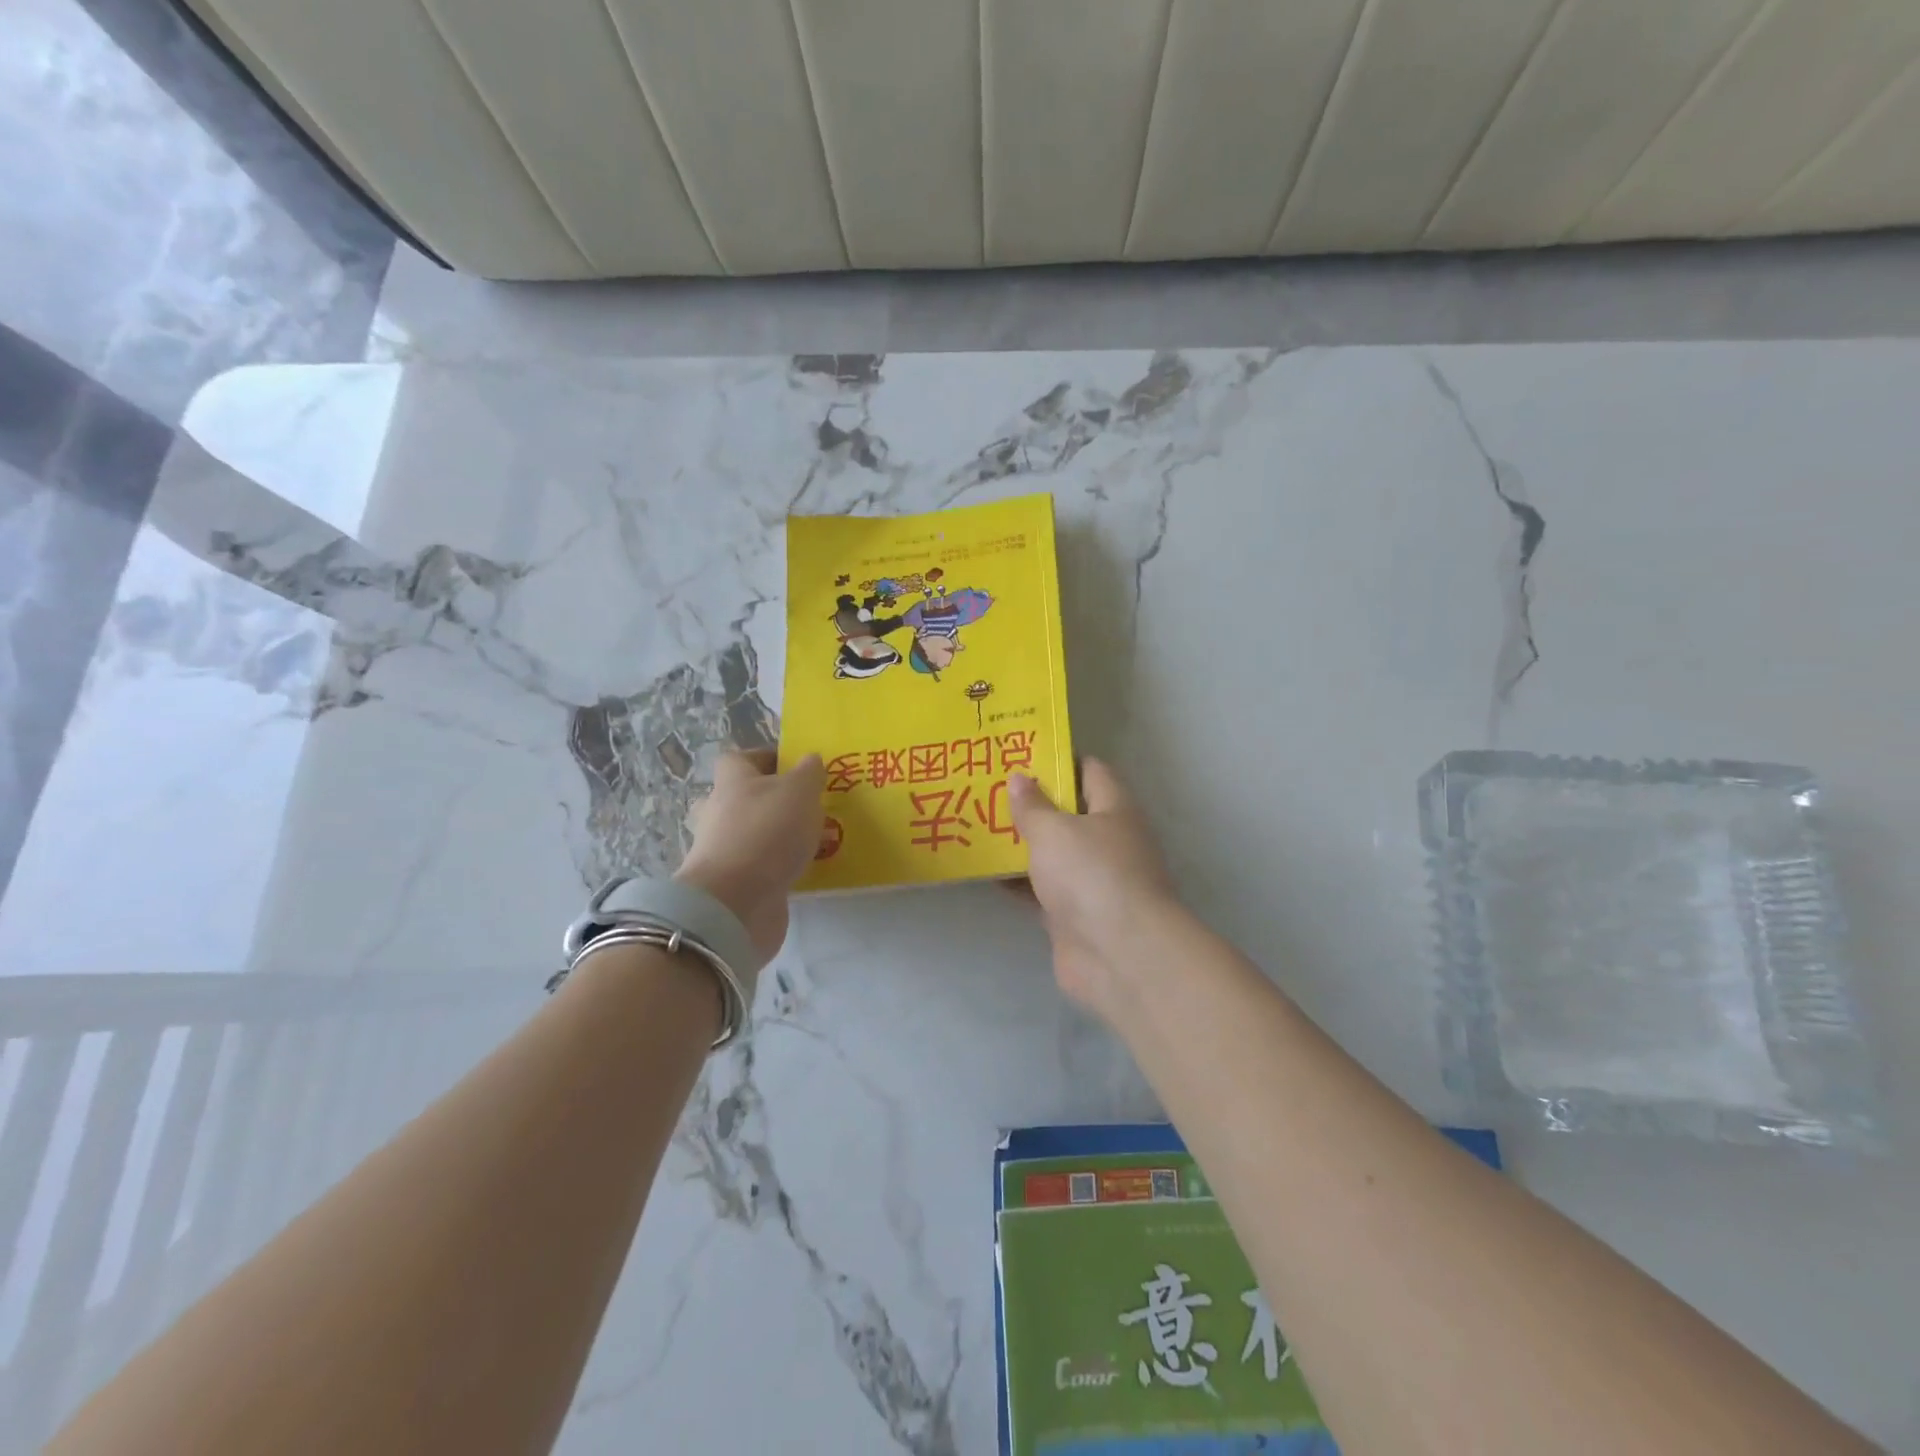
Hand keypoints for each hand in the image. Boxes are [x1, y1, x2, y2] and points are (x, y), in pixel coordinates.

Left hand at [677, 750, 825, 963]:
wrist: (735, 903)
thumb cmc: (767, 832)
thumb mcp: (800, 791)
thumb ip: (809, 773)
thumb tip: (810, 759)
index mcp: (731, 782)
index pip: (739, 759)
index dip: (766, 759)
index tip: (796, 768)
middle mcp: (719, 812)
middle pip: (740, 797)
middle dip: (770, 800)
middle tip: (805, 807)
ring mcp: (721, 851)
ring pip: (749, 834)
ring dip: (775, 836)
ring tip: (813, 840)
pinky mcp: (730, 884)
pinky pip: (756, 867)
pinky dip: (776, 867)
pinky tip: (804, 870)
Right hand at [1008, 759, 1179, 1017]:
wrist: (1118, 955)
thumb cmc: (1091, 875)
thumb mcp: (1054, 831)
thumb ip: (1032, 806)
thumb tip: (1020, 778)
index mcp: (1114, 810)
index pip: (1090, 771)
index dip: (1058, 760)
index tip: (1020, 754)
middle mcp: (1108, 841)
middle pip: (1068, 813)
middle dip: (1032, 803)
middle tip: (987, 788)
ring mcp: (1092, 881)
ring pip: (1052, 853)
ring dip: (1021, 843)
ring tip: (978, 824)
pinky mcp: (1073, 915)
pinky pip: (1041, 890)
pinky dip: (1017, 881)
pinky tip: (984, 871)